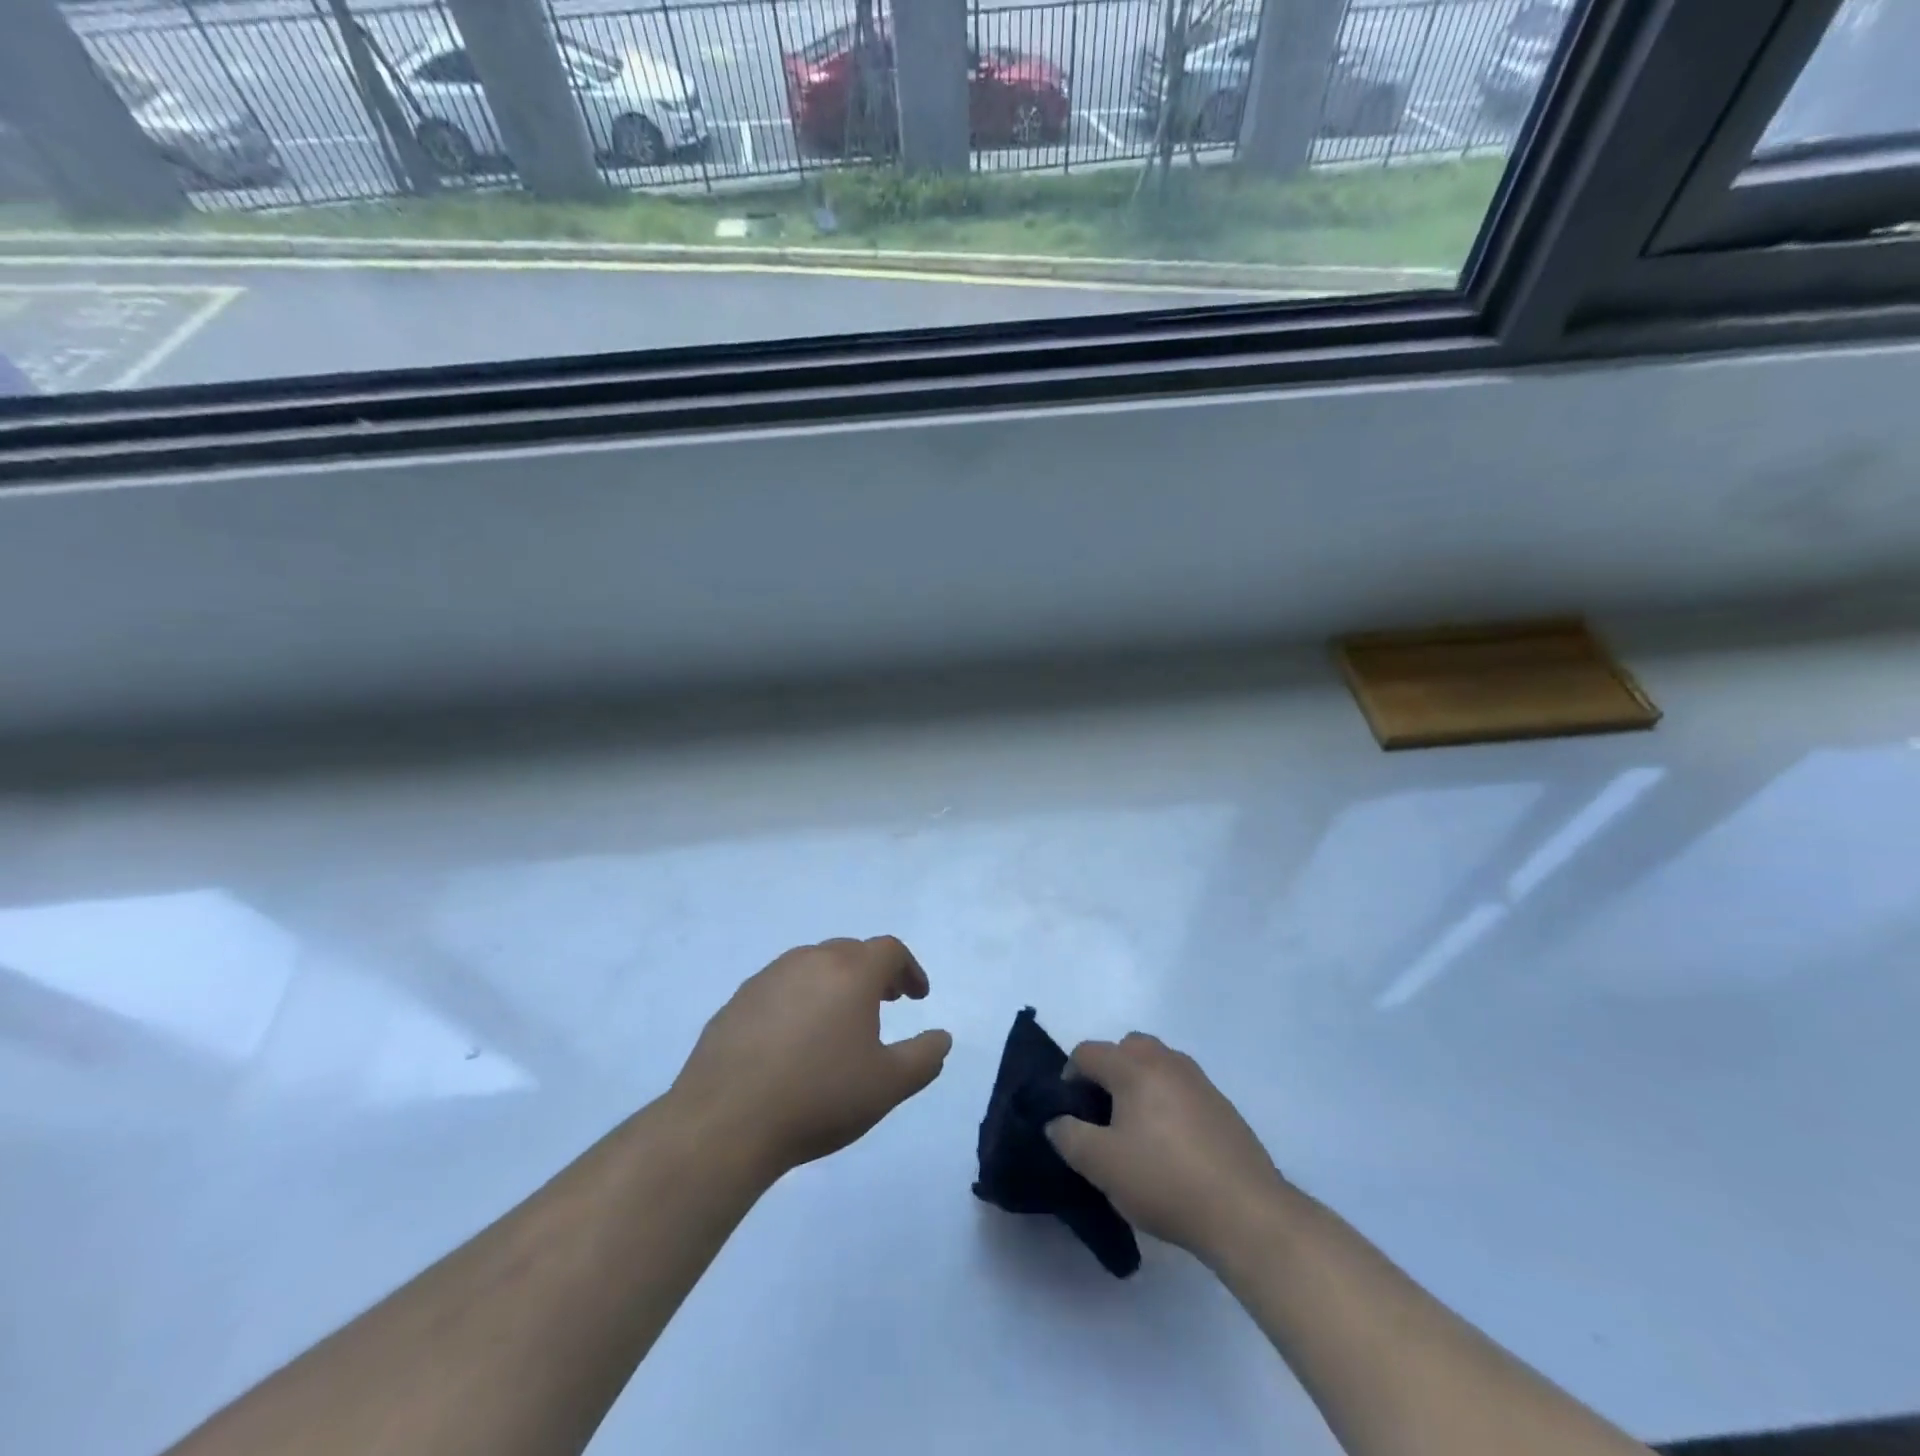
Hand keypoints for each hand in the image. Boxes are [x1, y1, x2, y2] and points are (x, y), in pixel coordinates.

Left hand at [670, 936, 952, 1181]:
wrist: (725, 1122)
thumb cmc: (819, 1097)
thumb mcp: (888, 1085)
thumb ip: (924, 1057)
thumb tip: (942, 1037)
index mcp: (850, 972)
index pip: (889, 950)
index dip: (909, 969)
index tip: (917, 996)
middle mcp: (809, 961)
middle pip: (850, 951)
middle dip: (874, 972)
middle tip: (886, 1001)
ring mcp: (767, 978)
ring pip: (812, 965)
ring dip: (835, 983)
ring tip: (840, 1020)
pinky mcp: (736, 1002)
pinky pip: (780, 988)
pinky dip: (799, 1000)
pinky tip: (794, 1040)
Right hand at [1047, 1032, 1284, 1262]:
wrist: (1246, 1212)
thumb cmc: (1165, 1181)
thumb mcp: (1101, 1165)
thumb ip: (1069, 1136)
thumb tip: (1057, 1121)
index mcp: (1134, 1067)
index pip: (1088, 1052)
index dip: (1069, 1077)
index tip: (1070, 1114)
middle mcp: (1166, 1061)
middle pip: (1126, 1048)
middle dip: (1108, 1072)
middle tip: (1103, 1114)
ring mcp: (1199, 1081)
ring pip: (1157, 1065)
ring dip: (1140, 1085)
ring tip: (1137, 1130)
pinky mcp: (1222, 1105)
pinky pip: (1181, 1088)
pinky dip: (1167, 1102)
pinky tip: (1171, 1145)